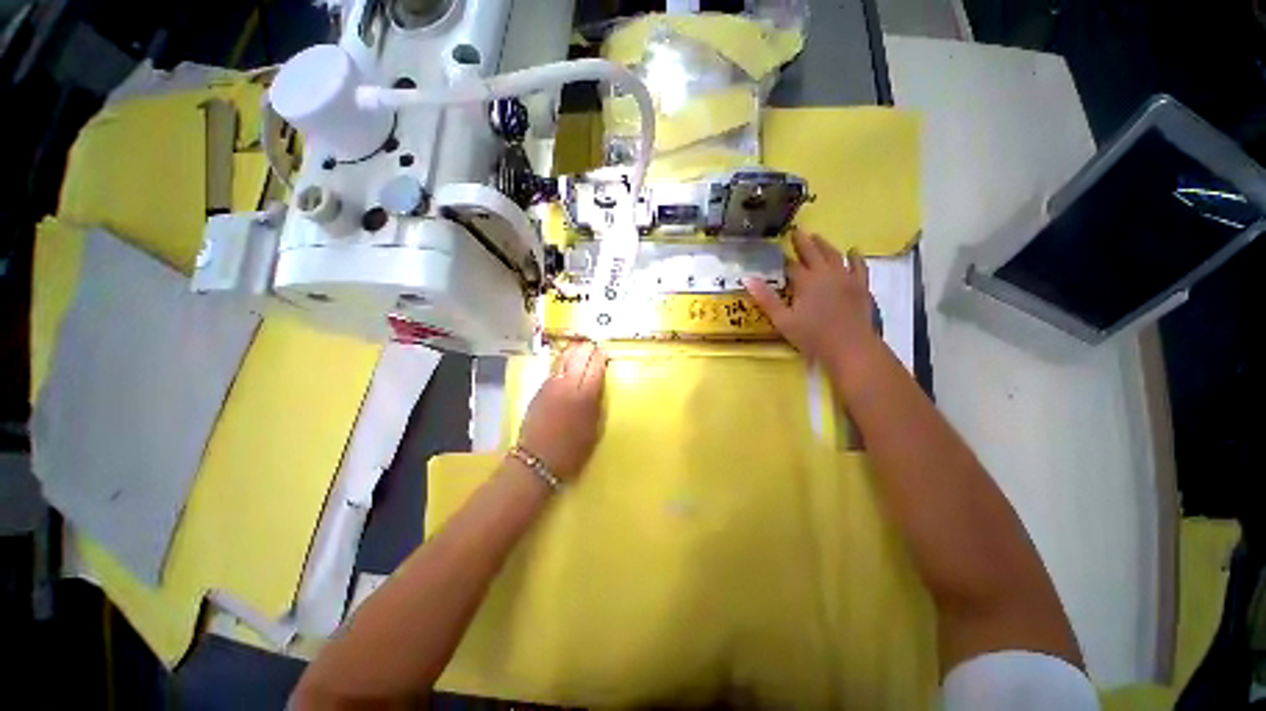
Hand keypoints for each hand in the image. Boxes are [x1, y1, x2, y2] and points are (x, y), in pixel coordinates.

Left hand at [516, 341, 607, 480]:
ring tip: (580, 346)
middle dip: (587, 349)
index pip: (595, 367)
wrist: (537, 460)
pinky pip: (553, 368)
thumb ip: (596, 403)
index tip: (604, 352)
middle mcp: (567, 385)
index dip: (600, 357)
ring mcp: (551, 385)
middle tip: (593, 346)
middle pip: (579, 357)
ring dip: (573, 350)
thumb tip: (597, 385)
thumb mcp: (594, 428)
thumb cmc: (572, 450)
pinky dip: (562, 360)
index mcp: (585, 396)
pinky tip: (565, 360)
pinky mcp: (539, 389)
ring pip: (563, 358)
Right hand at [744, 229, 877, 367]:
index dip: (783, 258)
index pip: (791, 264)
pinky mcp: (860, 286)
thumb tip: (747, 278)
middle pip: (813, 252)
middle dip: (803, 241)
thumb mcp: (782, 320)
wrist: (850, 347)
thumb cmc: (812, 336)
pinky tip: (853, 251)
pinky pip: (858, 266)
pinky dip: (855, 257)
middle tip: (796, 230)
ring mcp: (846, 278)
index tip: (777, 249)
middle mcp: (826, 273)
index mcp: (806, 281)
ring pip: (834, 255)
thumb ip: (765, 298)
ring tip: (817, 236)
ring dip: (824, 244)